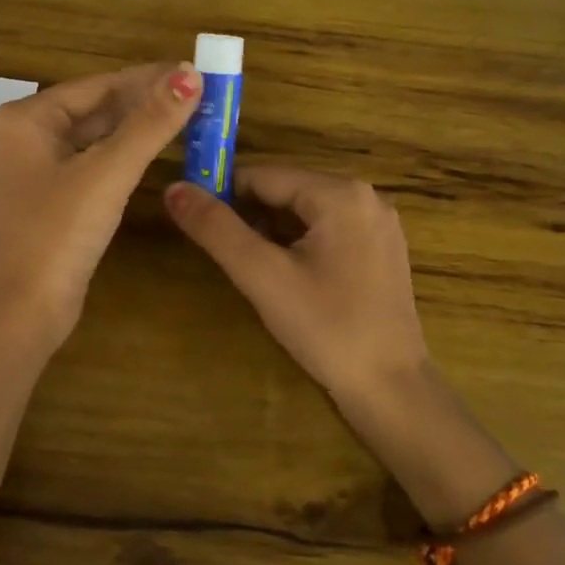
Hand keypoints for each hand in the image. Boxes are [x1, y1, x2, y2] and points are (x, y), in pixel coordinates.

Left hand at [0, 61, 202, 349]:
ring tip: (189, 115)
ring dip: (139, 127)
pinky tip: (157, 149)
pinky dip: (126, 154)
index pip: (98, 85)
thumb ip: (150, 123)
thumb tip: (190, 74)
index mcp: (27, 118)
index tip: (195, 71)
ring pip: (98, 135)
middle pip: (97, 107)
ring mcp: (39, 168)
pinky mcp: (54, 196)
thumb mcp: (107, 173)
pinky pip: (95, 162)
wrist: (26, 310)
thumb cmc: (58, 234)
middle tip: (200, 94)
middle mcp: (28, 135)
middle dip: (146, 101)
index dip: (149, 78)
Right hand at [165, 167, 429, 400]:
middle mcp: (365, 196)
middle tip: (224, 255)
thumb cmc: (325, 328)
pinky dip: (297, 244)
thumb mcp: (261, 275)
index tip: (196, 224)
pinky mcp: (381, 249)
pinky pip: (326, 230)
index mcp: (340, 193)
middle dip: (248, 216)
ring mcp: (378, 223)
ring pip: (304, 212)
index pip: (262, 176)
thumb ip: (216, 229)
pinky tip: (286, 277)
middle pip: (285, 191)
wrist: (390, 388)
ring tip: (252, 270)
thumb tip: (173, 189)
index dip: (222, 195)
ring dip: (270, 232)